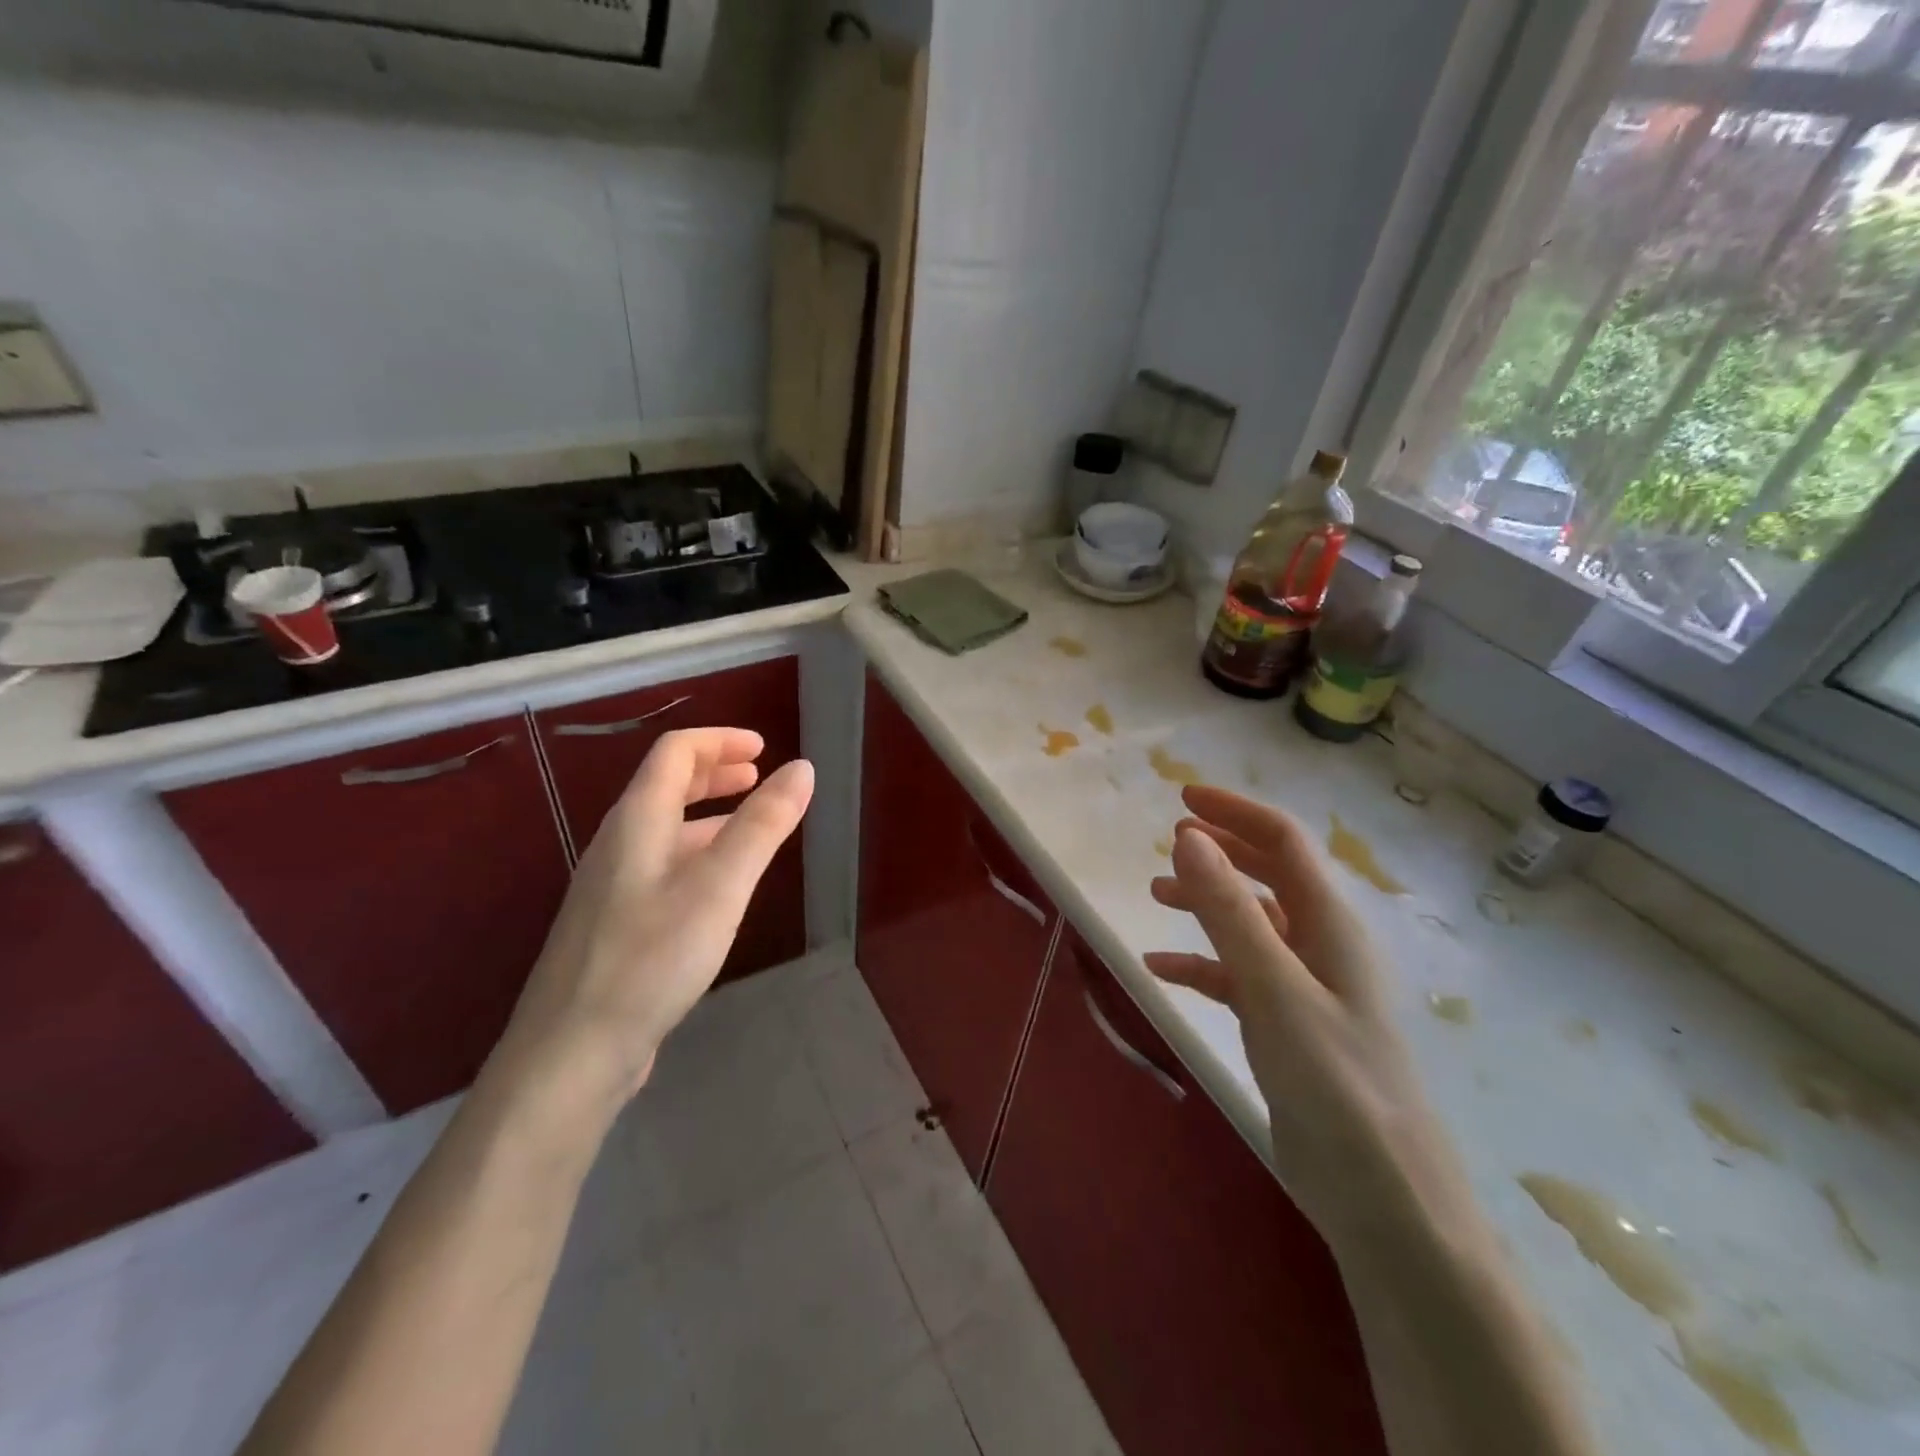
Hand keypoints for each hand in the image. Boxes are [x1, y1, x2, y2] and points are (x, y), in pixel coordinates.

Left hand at [495, 727, 814, 1114]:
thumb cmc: (651, 958)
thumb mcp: (720, 886)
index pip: (675, 753)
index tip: (764, 748)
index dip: (719, 741)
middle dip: (715, 772)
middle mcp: (619, 844)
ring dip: (710, 813)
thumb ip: (763, 824)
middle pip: (666, 786)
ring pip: (666, 829)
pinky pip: (663, 866)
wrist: (572, 1053)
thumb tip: (801, 768)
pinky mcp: (616, 925)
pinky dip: (699, 852)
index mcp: (638, 821)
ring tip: (753, 825)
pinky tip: (721, 886)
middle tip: (759, 777)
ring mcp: (612, 887)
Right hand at [1145, 785, 1468, 1244]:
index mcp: (1330, 925)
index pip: (1284, 842)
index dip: (1236, 813)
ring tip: (1155, 895)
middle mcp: (1320, 946)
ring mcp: (1303, 989)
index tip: (1181, 799)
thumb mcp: (1274, 988)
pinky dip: (1200, 963)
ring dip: (1205, 903)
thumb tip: (1188, 836)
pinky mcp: (1286, 1028)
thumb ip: (1229, 910)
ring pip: (1249, 924)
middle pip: (1268, 875)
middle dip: (1221, 851)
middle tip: (1169, 839)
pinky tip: (1161, 969)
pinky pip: (1236, 976)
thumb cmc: (1335, 1083)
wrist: (1383, 1200)